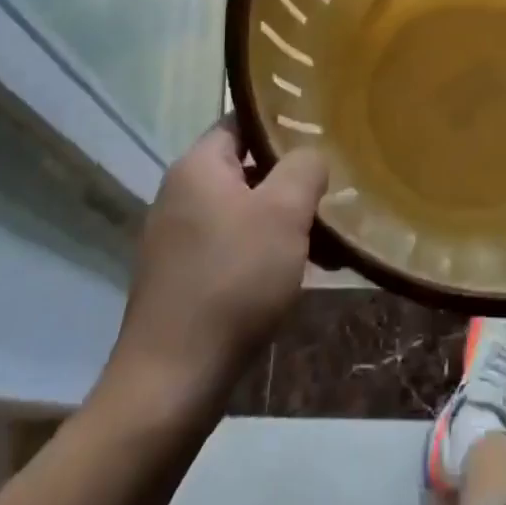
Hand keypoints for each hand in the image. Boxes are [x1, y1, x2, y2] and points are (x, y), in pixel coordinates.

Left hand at [101, 122, 326, 408]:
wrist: (172, 382)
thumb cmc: (233, 282)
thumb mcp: (284, 213)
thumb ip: (304, 168)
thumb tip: (310, 157)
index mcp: (198, 166)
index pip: (243, 122)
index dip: (283, 124)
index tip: (323, 135)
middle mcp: (181, 194)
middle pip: (247, 168)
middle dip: (292, 180)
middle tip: (333, 191)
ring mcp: (178, 238)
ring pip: (244, 211)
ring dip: (284, 221)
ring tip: (327, 241)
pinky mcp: (182, 277)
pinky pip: (233, 246)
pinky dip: (265, 251)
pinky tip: (297, 275)